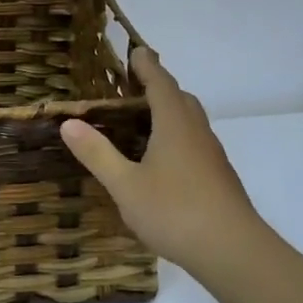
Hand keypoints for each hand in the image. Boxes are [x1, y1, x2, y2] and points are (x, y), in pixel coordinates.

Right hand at [60, 48, 266, 282]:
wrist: (233, 251)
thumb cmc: (175, 211)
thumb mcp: (125, 185)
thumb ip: (97, 153)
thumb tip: (68, 122)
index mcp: (175, 125)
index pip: (161, 84)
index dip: (147, 66)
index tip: (136, 51)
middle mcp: (197, 133)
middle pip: (180, 98)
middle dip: (159, 86)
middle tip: (134, 85)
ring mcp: (212, 156)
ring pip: (191, 121)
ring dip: (170, 111)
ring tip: (144, 120)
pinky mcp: (218, 177)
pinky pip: (195, 142)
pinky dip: (177, 136)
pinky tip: (162, 160)